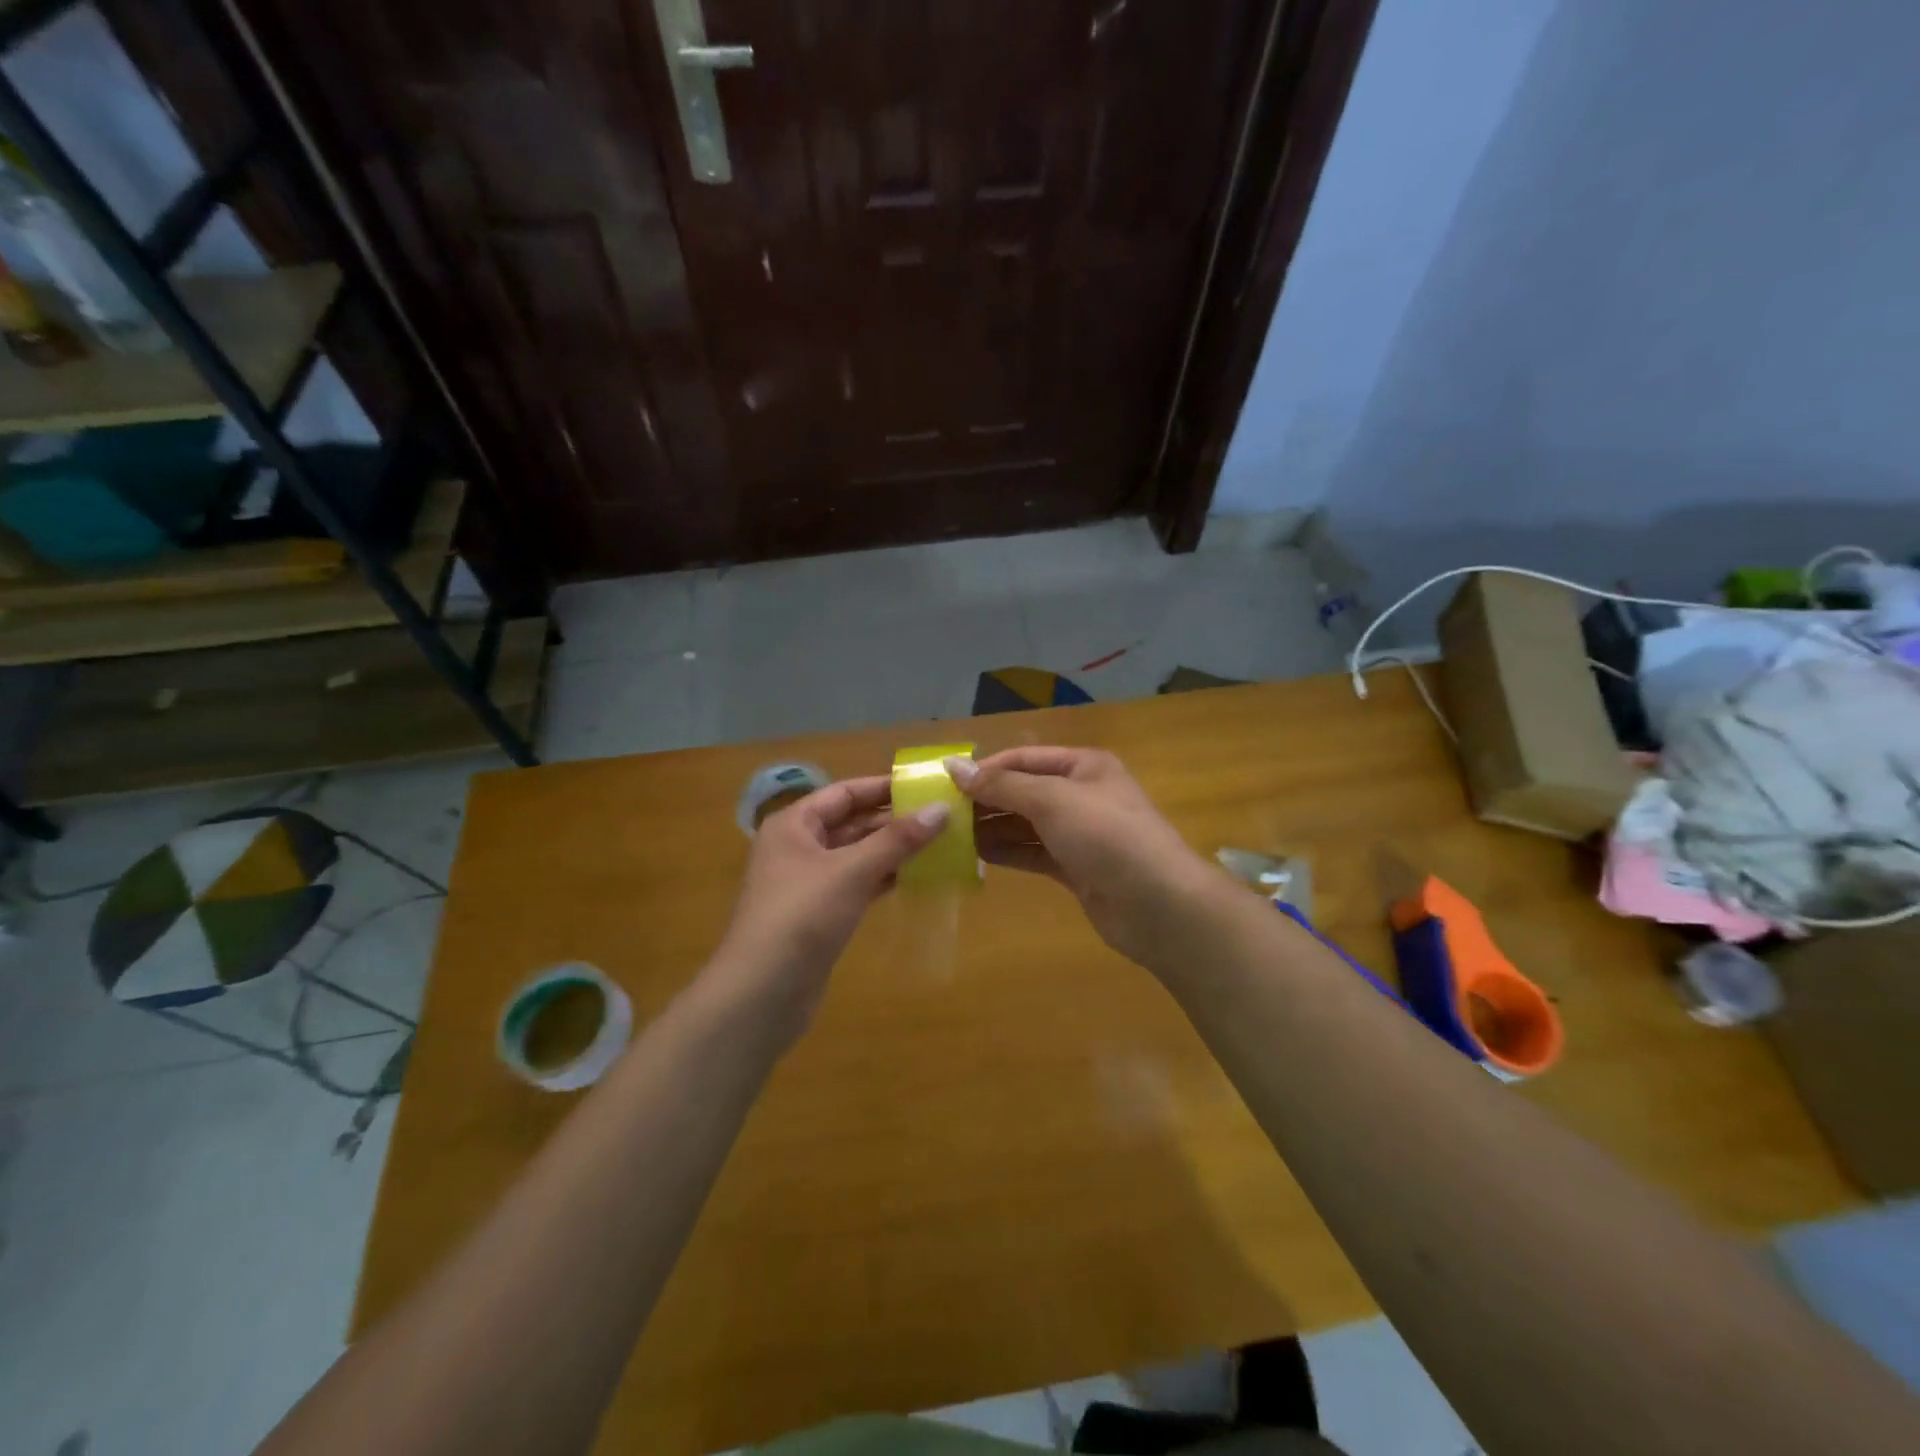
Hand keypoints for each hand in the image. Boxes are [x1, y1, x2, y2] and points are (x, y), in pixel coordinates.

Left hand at [705, 775, 946, 1040]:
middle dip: (894, 820)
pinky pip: (858, 884)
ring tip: (940, 843)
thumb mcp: (851, 872)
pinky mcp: (820, 914)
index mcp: (794, 824)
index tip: (926, 785)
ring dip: (893, 850)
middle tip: (943, 816)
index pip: (844, 793)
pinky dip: (884, 878)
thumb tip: (941, 809)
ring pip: (857, 855)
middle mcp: (799, 846)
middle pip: (852, 823)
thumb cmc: (801, 918)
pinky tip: (918, 877)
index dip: (884, 787)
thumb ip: (897, 840)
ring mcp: (809, 882)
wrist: (761, 994)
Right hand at [952, 747, 1215, 972]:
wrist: (1159, 904)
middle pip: (1024, 791)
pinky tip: (975, 857)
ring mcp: (1079, 834)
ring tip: (949, 836)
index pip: (1024, 758)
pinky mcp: (1076, 869)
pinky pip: (1033, 853)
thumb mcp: (1052, 800)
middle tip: (941, 813)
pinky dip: (1006, 853)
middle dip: (986, 800)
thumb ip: (1002, 785)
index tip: (945, 781)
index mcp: (1084, 766)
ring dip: (991, 828)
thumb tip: (953, 767)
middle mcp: (1081, 795)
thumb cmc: (1106, 836)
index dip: (986, 768)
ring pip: (1025, 824)